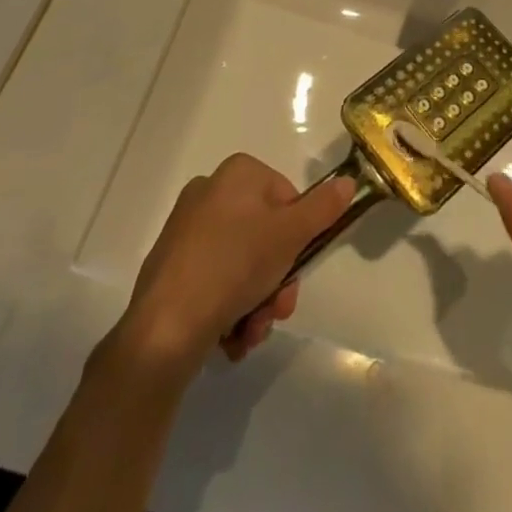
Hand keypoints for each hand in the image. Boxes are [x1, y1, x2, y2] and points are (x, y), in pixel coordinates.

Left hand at [119, 154, 355, 371]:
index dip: (297, 238)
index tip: (295, 270)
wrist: (164, 328)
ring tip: (249, 333)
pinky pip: (216, 282)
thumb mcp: (290, 235)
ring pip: (243, 265)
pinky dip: (229, 309)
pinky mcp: (172, 267)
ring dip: (256, 302)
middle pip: (265, 236)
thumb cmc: (233, 267)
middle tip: (276, 311)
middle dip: (276, 281)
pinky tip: (229, 337)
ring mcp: (188, 230)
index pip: (287, 198)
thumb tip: (348, 181)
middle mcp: (210, 192)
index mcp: (237, 173)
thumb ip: (323, 208)